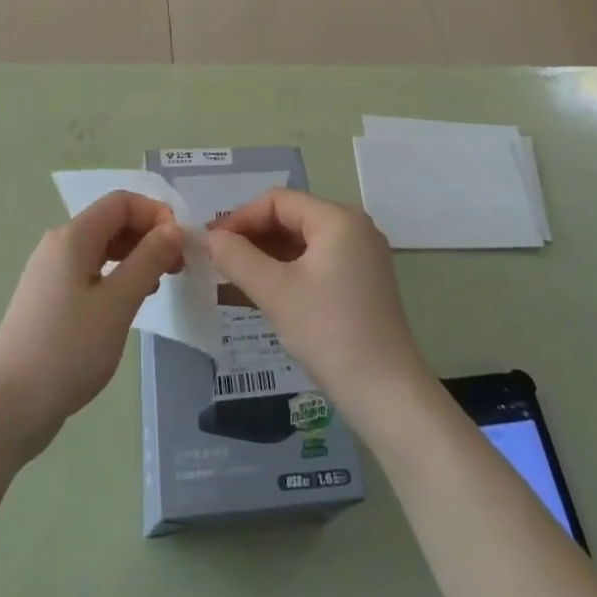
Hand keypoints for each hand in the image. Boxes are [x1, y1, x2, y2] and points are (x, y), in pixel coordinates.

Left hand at [0, 191, 183, 459]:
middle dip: (148, 236)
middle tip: (177, 268)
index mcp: (73, 236)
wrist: (6, 407)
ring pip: (102, 249)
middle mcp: (59, 245)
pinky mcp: (49, 300)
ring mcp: (51, 273)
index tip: (180, 245)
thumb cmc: (67, 349)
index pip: (122, 202)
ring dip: (135, 258)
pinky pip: (90, 272)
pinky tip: (129, 304)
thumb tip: (174, 228)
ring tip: (159, 286)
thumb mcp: (117, 303)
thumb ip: (149, 260)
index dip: (156, 214)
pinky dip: (116, 277)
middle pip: (111, 222)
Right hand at [205, 189, 428, 413]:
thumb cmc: (329, 332)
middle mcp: (353, 227)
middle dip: (252, 236)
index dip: (240, 218)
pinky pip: (315, 262)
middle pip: (291, 218)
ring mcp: (360, 255)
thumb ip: (238, 258)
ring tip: (231, 276)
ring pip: (302, 242)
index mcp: (338, 218)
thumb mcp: (275, 292)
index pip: (278, 201)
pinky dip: (286, 272)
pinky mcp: (360, 282)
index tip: (211, 243)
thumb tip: (209, 237)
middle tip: (216, 260)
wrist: (387, 394)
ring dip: (266, 255)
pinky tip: (261, 291)